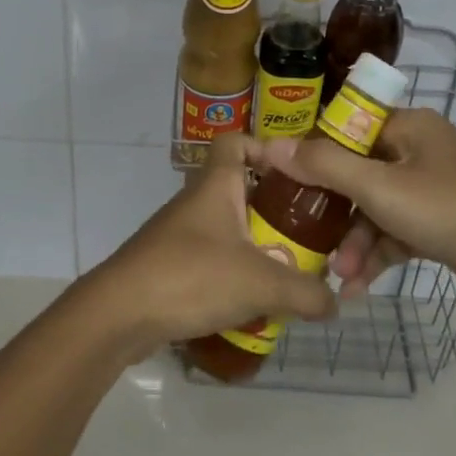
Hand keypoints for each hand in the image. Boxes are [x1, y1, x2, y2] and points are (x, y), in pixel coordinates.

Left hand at [87, 133, 337, 353]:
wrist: (119, 313)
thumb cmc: (191, 276)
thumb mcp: (261, 284)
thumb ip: (305, 292)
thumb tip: (335, 302)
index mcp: (216, 186)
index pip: (236, 142)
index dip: (264, 147)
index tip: (295, 174)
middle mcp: (196, 202)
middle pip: (238, 188)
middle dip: (271, 208)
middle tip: (305, 232)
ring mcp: (179, 234)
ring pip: (226, 227)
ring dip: (254, 245)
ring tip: (287, 272)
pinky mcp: (169, 265)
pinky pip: (210, 258)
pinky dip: (232, 273)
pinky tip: (252, 302)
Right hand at [247, 109, 455, 316]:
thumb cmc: (451, 211)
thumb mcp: (380, 188)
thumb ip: (324, 166)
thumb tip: (270, 145)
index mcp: (407, 128)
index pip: (346, 130)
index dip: (313, 154)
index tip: (281, 182)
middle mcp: (419, 151)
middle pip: (359, 173)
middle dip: (334, 212)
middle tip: (304, 239)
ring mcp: (433, 189)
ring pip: (377, 209)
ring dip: (356, 242)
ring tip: (339, 276)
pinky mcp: (443, 224)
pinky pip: (398, 232)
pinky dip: (380, 255)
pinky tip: (358, 287)